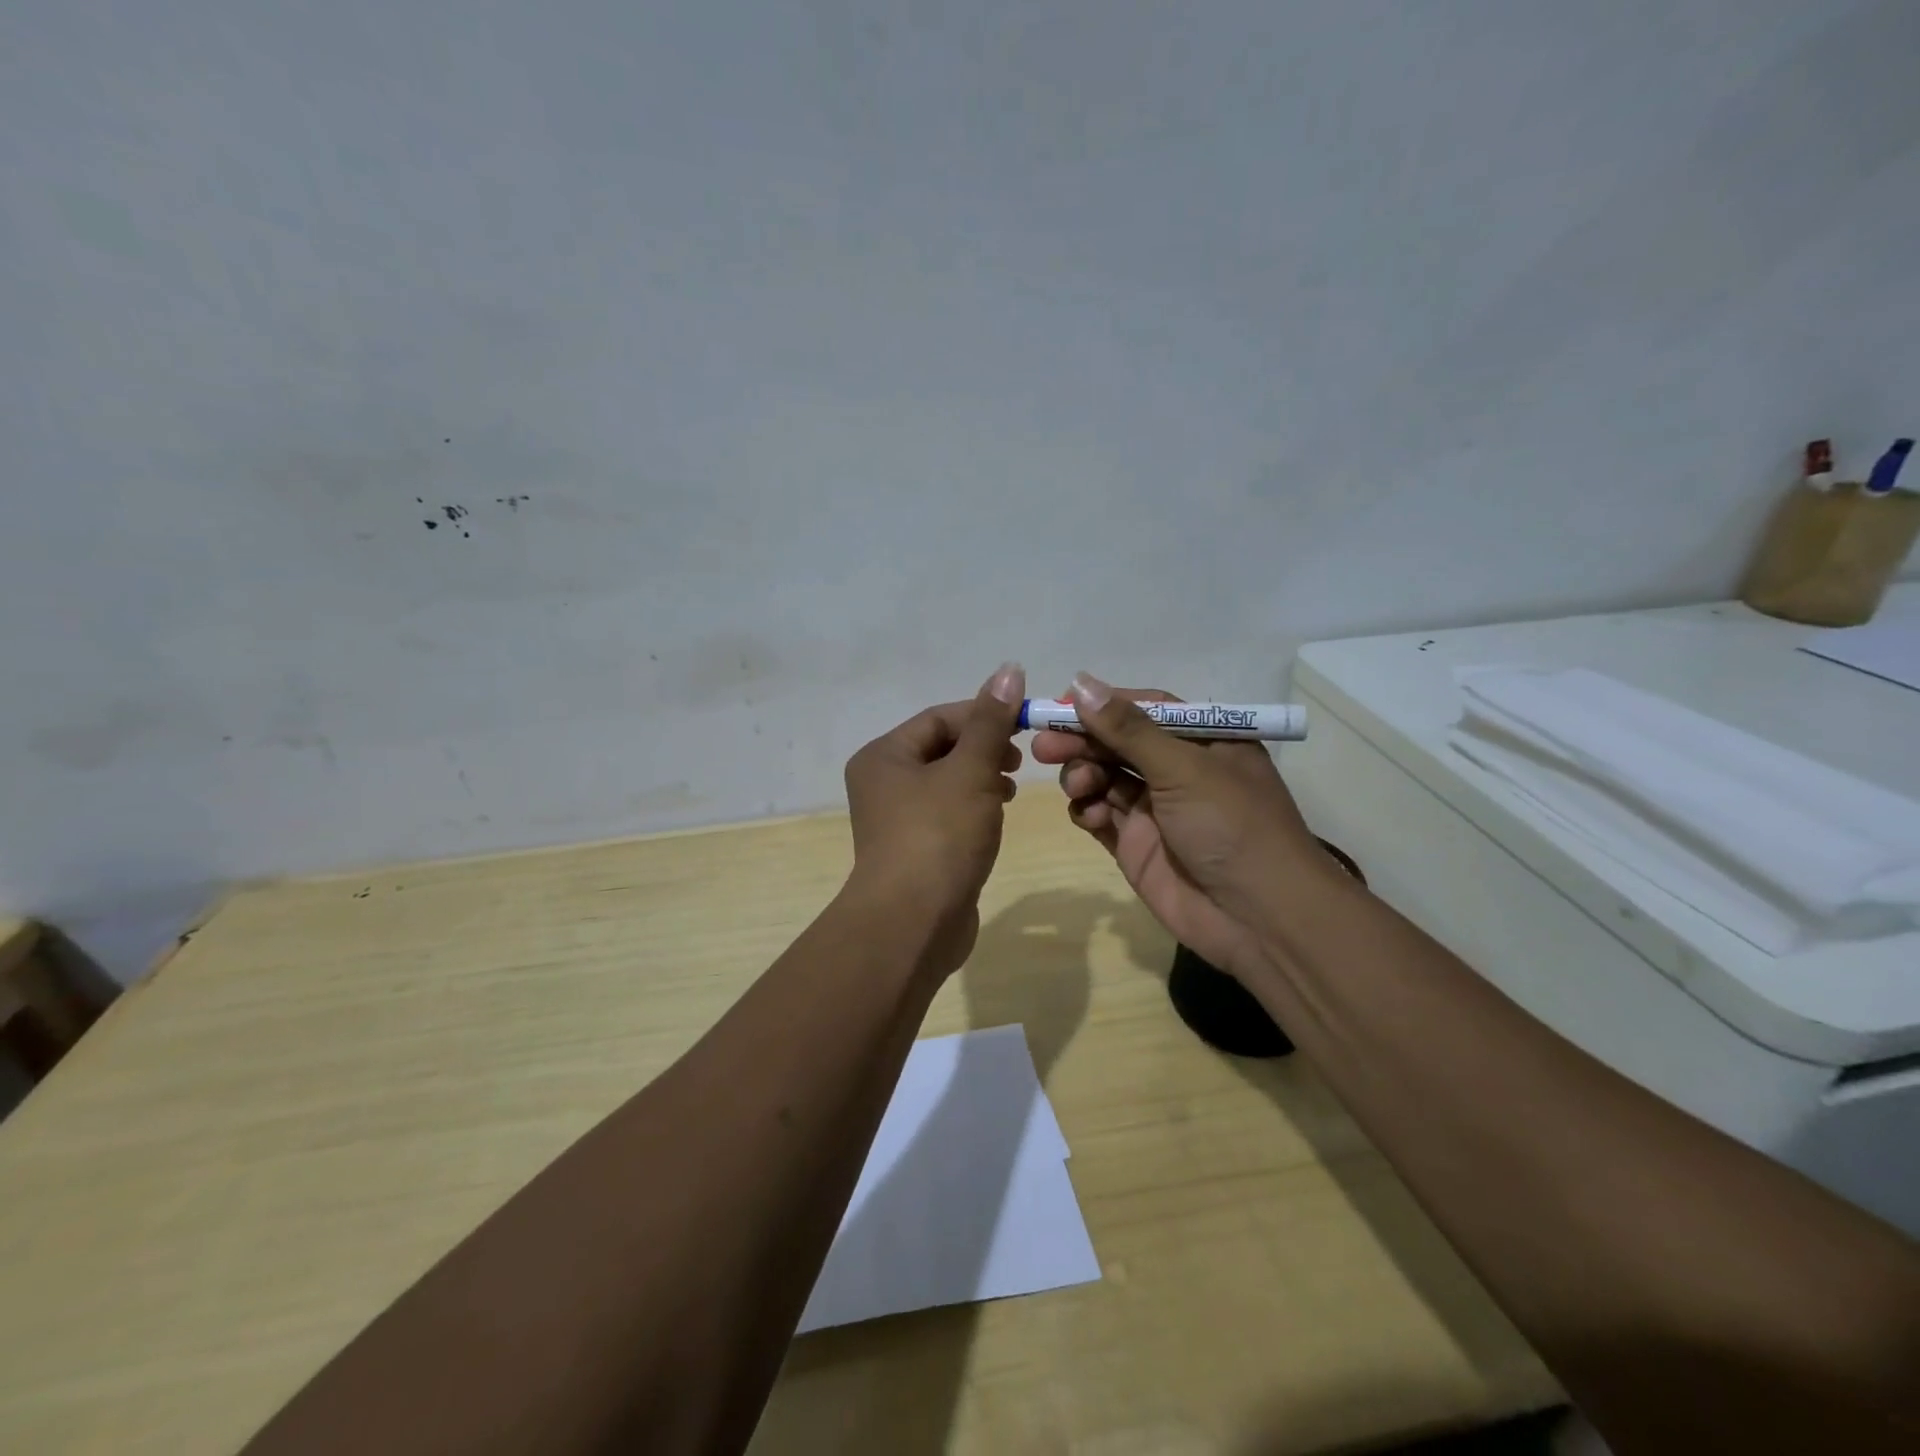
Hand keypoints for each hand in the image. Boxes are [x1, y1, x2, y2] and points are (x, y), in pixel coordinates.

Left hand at [843, 663, 1026, 973]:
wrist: (913, 923)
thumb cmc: (940, 836)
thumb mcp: (971, 771)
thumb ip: (991, 722)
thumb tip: (1009, 669)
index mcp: (884, 756)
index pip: (939, 718)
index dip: (984, 715)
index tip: (1026, 724)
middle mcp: (882, 782)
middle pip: (941, 748)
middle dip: (984, 749)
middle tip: (1019, 761)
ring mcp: (896, 819)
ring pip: (946, 782)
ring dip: (981, 778)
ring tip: (1011, 789)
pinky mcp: (914, 849)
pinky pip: (947, 813)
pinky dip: (973, 807)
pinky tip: (997, 816)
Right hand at [1030, 674, 1347, 977]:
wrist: (1259, 919)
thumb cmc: (1232, 826)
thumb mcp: (1184, 768)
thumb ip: (1129, 729)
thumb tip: (1081, 682)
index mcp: (1203, 741)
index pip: (1145, 709)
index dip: (1103, 705)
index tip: (1061, 704)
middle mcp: (1178, 770)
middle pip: (1117, 743)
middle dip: (1081, 741)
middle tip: (1043, 748)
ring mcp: (1155, 810)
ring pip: (1103, 777)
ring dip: (1083, 775)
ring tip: (1079, 787)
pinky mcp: (1136, 845)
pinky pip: (1100, 815)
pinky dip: (1088, 811)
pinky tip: (1090, 816)